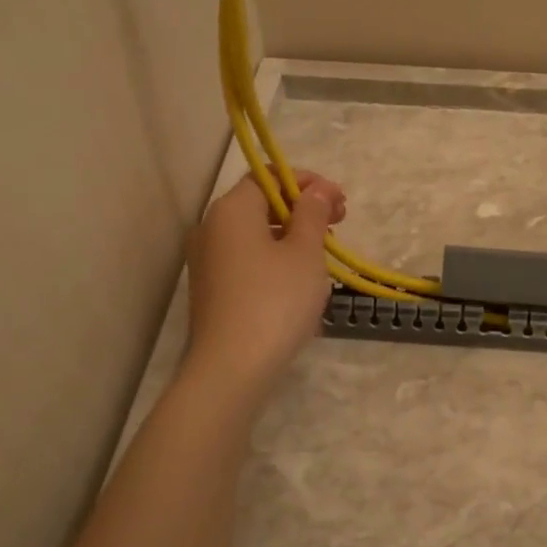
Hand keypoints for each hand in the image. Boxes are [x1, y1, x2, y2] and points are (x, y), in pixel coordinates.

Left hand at [184, 171, 347, 393]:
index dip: (306, 181)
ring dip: (291, 234)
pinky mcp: (211, 289)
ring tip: (324, 252)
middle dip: (302, 208)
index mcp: (231, 210)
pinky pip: (246, 258)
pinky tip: (299, 278)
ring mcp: (207, 261)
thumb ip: (312, 214)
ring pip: (254, 233)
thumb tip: (316, 190)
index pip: (268, 175)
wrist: (231, 370)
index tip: (338, 200)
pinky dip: (274, 257)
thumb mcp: (305, 253)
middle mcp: (211, 228)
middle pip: (260, 203)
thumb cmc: (275, 301)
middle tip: (338, 223)